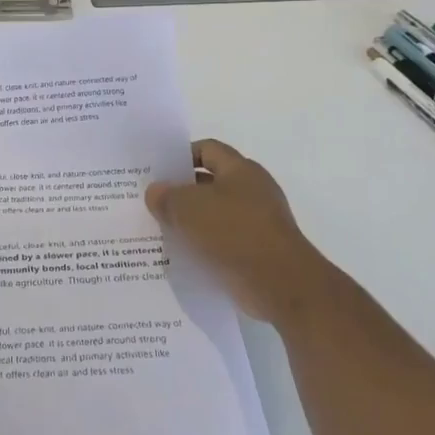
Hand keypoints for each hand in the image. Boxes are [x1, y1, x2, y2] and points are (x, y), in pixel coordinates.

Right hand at [146, 139, 324, 326]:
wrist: (281, 285)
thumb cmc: (235, 232)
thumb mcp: (188, 208)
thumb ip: (167, 196)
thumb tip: (155, 192)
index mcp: (241, 170)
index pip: (207, 149)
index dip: (181, 155)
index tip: (157, 170)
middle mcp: (253, 191)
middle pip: (210, 183)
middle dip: (182, 192)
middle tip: (153, 201)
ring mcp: (258, 224)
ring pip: (215, 215)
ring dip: (191, 222)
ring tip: (161, 230)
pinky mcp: (257, 253)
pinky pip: (223, 242)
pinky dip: (204, 246)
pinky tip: (182, 255)